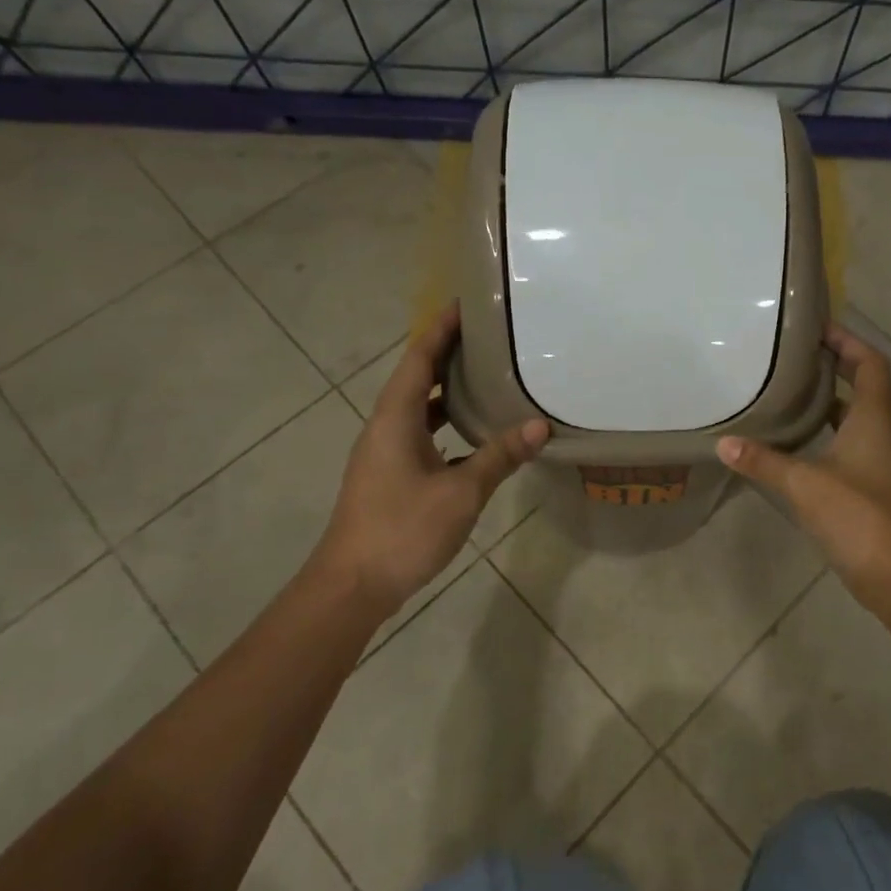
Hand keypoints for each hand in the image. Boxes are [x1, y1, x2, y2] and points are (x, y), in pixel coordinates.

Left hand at [309, 303, 547, 613]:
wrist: (351, 587)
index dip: (441, 328)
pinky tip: (473, 433)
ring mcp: (384, 453)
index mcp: (395, 418)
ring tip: (486, 376)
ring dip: (446, 389)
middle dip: (448, 353)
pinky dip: (445, 422)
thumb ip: (500, 456)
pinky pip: (420, 433)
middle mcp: (385, 427)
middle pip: (416, 377)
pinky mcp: (389, 476)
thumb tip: (540, 425)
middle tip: (489, 337)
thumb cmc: (403, 530)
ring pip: (418, 408)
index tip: (467, 304)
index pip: (419, 357)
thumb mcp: (461, 492)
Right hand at [717, 324, 890, 611]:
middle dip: (833, 365)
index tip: (816, 328)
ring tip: (786, 388)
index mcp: (873, 419)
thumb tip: (724, 443)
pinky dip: (822, 432)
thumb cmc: (857, 516)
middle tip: (792, 354)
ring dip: (826, 399)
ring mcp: (874, 461)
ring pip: (852, 416)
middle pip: (862, 385)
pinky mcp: (866, 486)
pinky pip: (844, 444)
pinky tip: (791, 439)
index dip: (848, 340)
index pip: (870, 363)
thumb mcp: (804, 483)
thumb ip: (763, 461)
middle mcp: (879, 433)